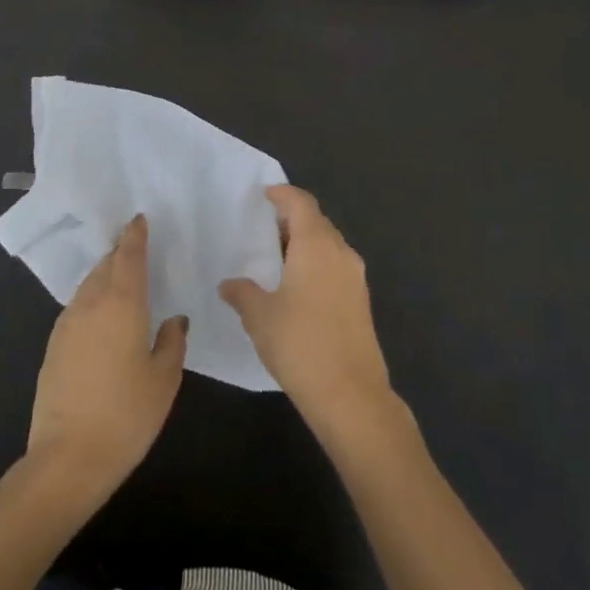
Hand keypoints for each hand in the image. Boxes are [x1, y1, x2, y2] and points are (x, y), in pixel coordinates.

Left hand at [25, 215, 187, 506]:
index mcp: (121, 305)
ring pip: (88, 286)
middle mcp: (90, 305)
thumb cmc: (127, 415)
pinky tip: (102, 314)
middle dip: (119, 253)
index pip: (128, 258)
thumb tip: (174, 320)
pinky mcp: (53, 346)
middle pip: (105, 267)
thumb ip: (172, 342)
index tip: (139, 219)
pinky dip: (92, 299)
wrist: (68, 458)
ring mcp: (66, 325)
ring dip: (104, 275)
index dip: (134, 236)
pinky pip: (77, 308)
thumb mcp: (164, 379)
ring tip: (121, 277)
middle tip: (135, 245)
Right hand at [221, 186, 398, 447]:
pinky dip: (315, 264)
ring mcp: (355, 278)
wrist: (350, 394)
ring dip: (305, 243)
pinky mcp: (360, 302)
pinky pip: (335, 267)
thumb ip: (242, 293)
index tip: (265, 194)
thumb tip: (229, 284)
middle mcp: (341, 253)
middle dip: (292, 219)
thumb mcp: (260, 316)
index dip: (283, 194)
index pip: (301, 204)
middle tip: (264, 226)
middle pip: (318, 222)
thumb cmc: (300, 344)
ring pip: (329, 246)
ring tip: (276, 256)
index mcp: (316, 245)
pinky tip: (295, 285)